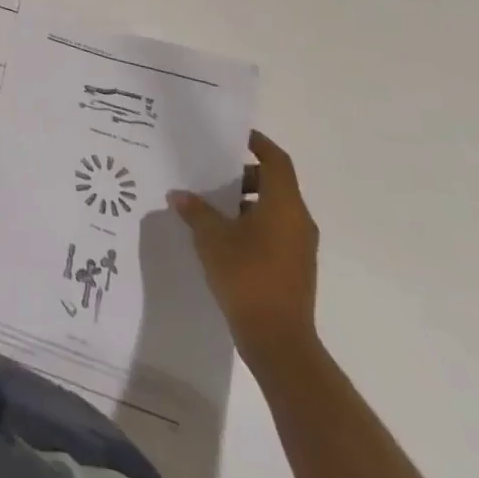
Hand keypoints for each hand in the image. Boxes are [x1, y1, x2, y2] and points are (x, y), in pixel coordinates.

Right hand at [170, 131, 318, 366]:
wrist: (278, 343)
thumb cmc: (247, 276)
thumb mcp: (212, 238)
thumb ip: (196, 211)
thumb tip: (179, 195)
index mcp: (284, 205)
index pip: (276, 160)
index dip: (258, 143)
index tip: (234, 135)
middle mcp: (297, 221)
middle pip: (273, 184)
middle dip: (243, 175)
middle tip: (211, 173)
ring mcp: (299, 248)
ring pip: (273, 209)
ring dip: (245, 202)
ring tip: (210, 206)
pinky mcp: (294, 268)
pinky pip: (273, 232)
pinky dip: (251, 224)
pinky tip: (221, 236)